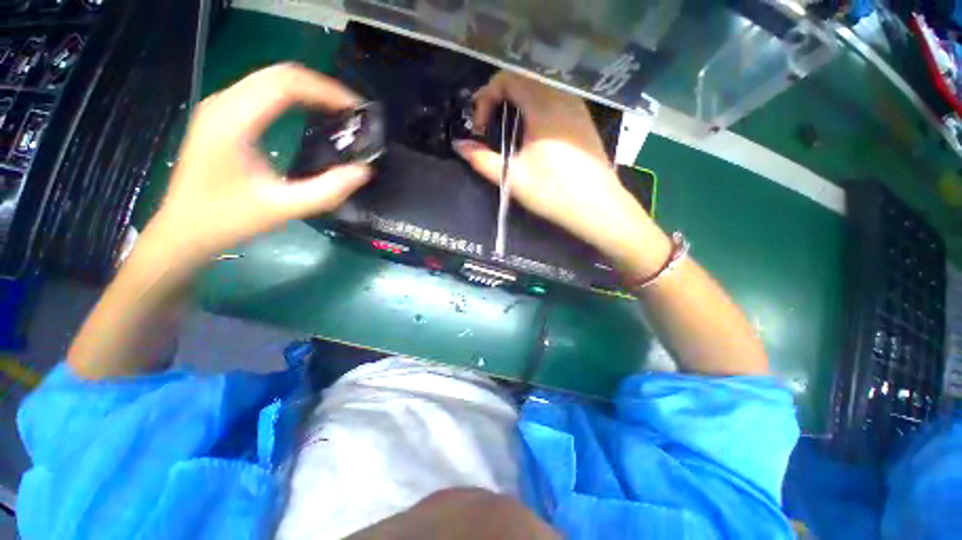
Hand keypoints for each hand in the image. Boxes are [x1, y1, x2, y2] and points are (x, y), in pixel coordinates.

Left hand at [146, 63, 371, 263]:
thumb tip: (363, 172)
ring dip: (308, 90)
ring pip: (270, 79)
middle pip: (278, 74)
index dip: (326, 91)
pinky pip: (263, 92)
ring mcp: (220, 107)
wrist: (184, 229)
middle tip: (352, 111)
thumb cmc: (227, 220)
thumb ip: (327, 190)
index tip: (356, 109)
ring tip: (338, 112)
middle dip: (321, 86)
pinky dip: (293, 97)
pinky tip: (310, 114)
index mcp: (233, 121)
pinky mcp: (222, 117)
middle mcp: (223, 104)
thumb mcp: (282, 208)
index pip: (286, 84)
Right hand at [452, 71, 656, 260]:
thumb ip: (483, 160)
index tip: (481, 127)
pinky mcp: (584, 121)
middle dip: (500, 100)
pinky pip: (555, 101)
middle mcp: (562, 98)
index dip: (486, 98)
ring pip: (540, 90)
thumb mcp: (512, 178)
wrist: (598, 208)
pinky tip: (534, 137)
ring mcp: (577, 108)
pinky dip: (536, 110)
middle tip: (491, 128)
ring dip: (518, 105)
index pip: (507, 79)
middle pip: (523, 81)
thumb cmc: (553, 193)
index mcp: (542, 107)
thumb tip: (460, 146)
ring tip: (510, 133)